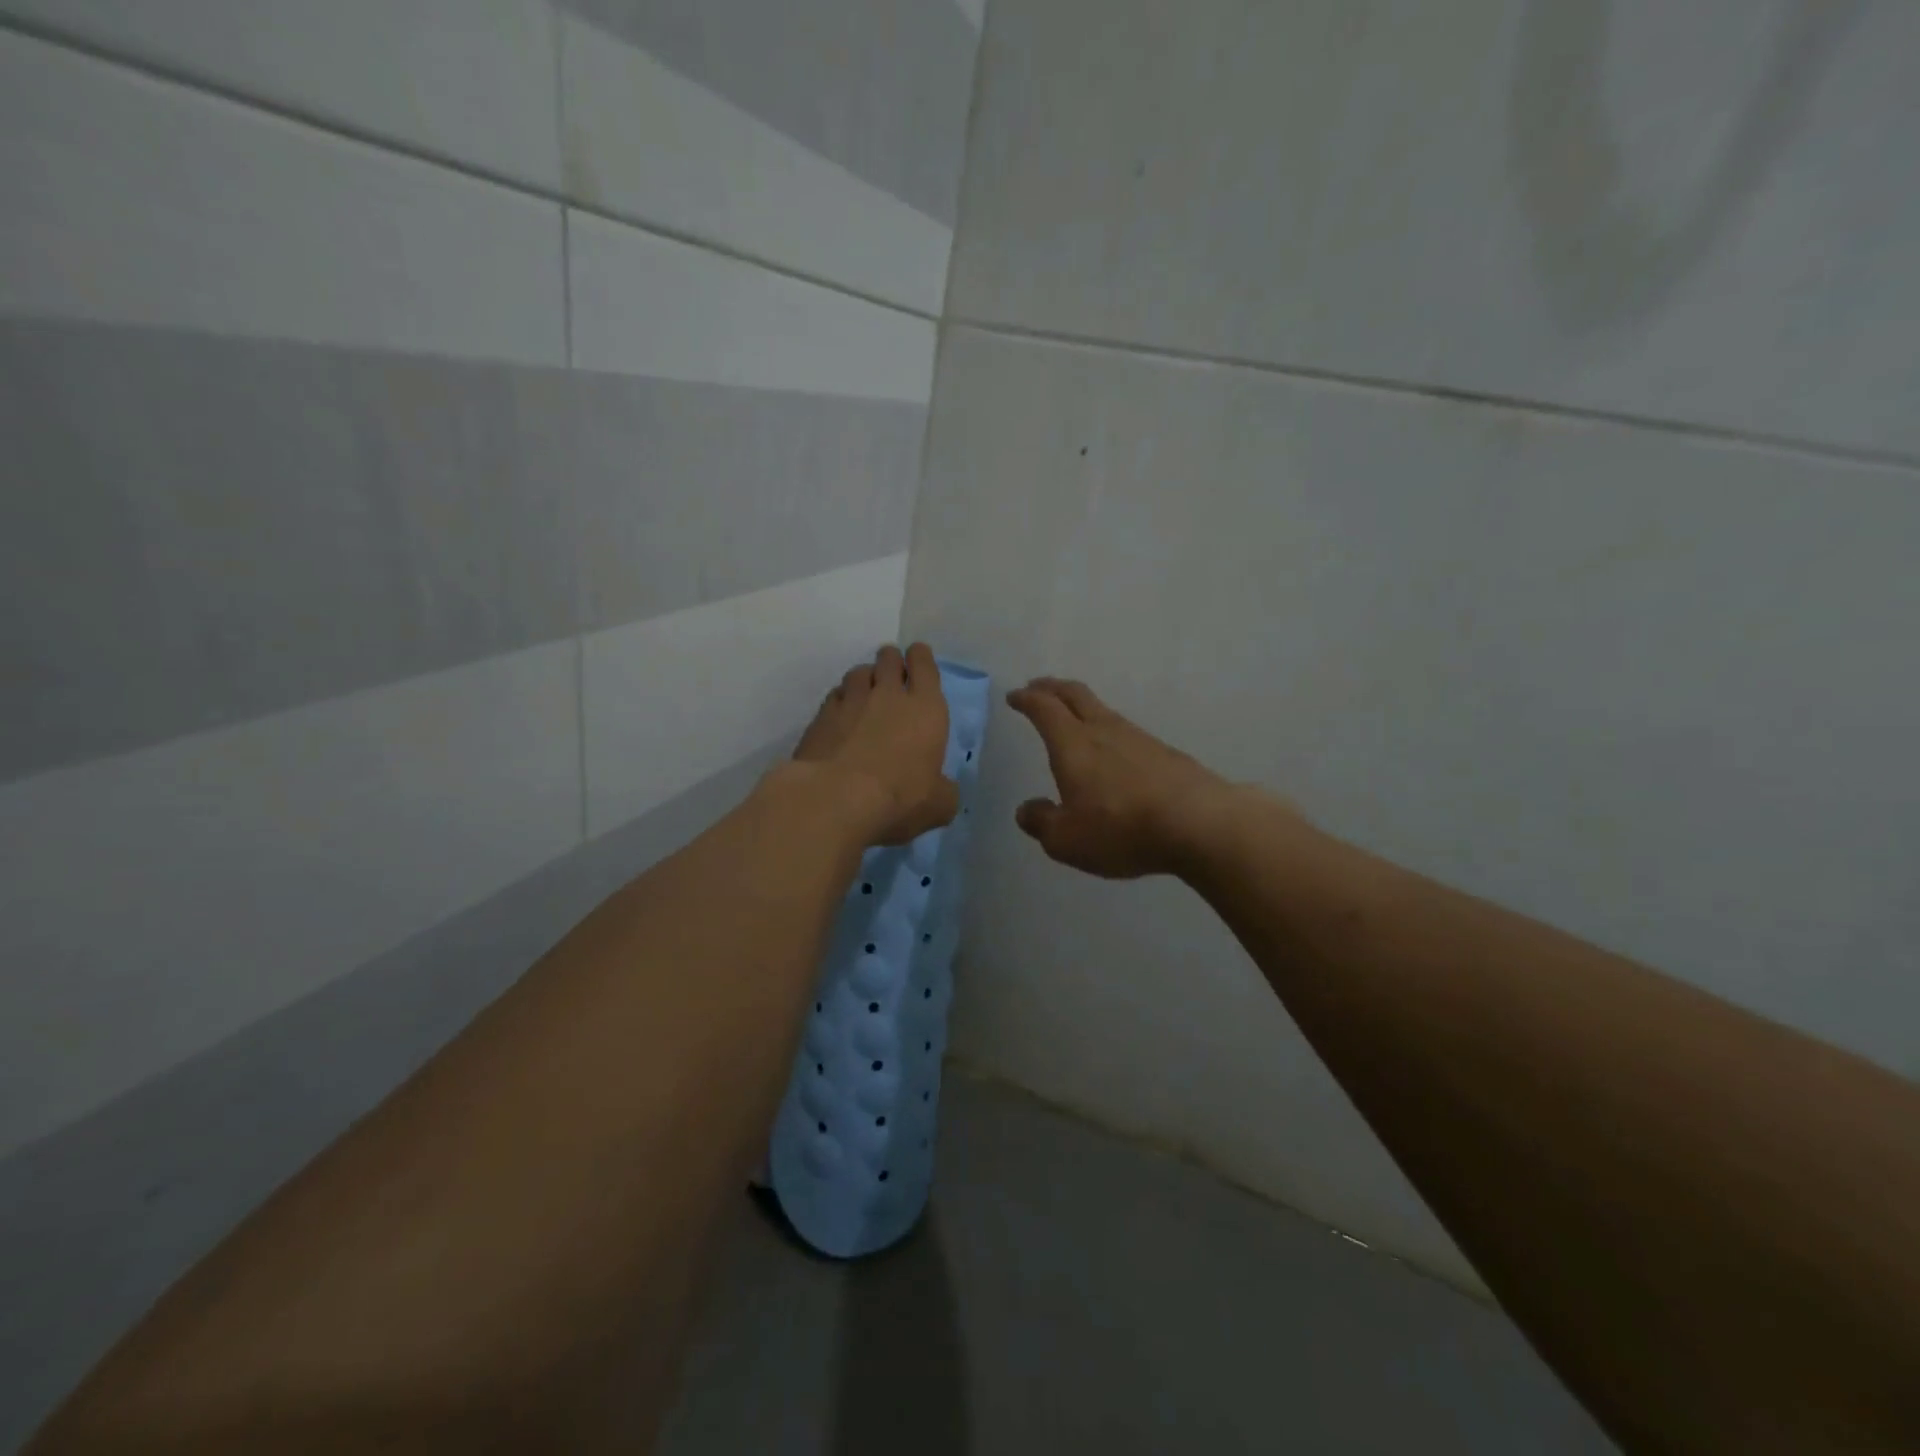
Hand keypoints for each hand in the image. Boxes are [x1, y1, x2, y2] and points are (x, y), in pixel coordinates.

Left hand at [789, 644, 958, 845]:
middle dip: (892, 661)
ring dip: (865, 678)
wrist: (837, 798)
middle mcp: (888, 695)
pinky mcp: (821, 717)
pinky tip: (841, 715)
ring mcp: (851, 702)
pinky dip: (841, 700)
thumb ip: (944, 790)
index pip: (924, 665)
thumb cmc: (900, 797)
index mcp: (925, 708)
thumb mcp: (939, 805)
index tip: (917, 658)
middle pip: (888, 659)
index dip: (920, 658)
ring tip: (865, 691)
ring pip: (859, 672)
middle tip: (892, 672)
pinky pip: (835, 696)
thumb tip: (942, 789)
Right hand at [1006, 677, 1244, 878]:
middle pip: (1075, 695)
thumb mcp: (1067, 839)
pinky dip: (1108, 732)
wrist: (1199, 823)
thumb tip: (1027, 810)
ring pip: (1103, 711)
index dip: (1027, 699)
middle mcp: (1104, 731)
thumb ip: (1042, 823)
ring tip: (1073, 719)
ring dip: (1082, 708)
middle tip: (1038, 687)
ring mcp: (1139, 738)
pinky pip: (1126, 733)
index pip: (1044, 709)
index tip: (1015, 696)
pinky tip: (1113, 753)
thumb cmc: (1121, 829)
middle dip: (1053, 688)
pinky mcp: (1165, 754)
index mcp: (1073, 744)